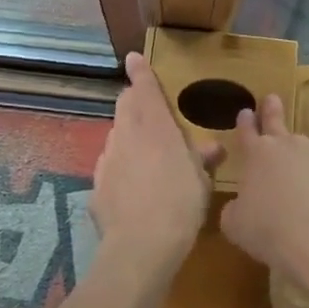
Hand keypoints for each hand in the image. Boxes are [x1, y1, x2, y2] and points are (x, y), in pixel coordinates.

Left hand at [90, 52, 223, 269]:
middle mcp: (127, 135)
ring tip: (145, 156)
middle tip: (150, 112)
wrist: (139, 249)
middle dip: (134, 102)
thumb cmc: (180, 204)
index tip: (133, 58)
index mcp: (155, 126)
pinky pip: (109, 168)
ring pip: (116, 136)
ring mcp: (107, 160)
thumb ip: (202, 158)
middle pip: (126, 107)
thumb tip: (213, 147)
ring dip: (128, 137)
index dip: (140, 72)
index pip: (145, 89)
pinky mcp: (95, 186)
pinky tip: (132, 189)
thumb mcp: (200, 180)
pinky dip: (119, 169)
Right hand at [220, 94, 308, 292]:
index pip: (247, 130)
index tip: (246, 112)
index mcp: (258, 154)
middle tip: (271, 99)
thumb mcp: (235, 225)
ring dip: (301, 160)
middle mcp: (288, 145)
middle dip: (271, 109)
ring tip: (301, 187)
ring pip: (306, 151)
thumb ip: (234, 209)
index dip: (245, 121)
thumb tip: (239, 206)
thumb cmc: (269, 230)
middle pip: (277, 121)